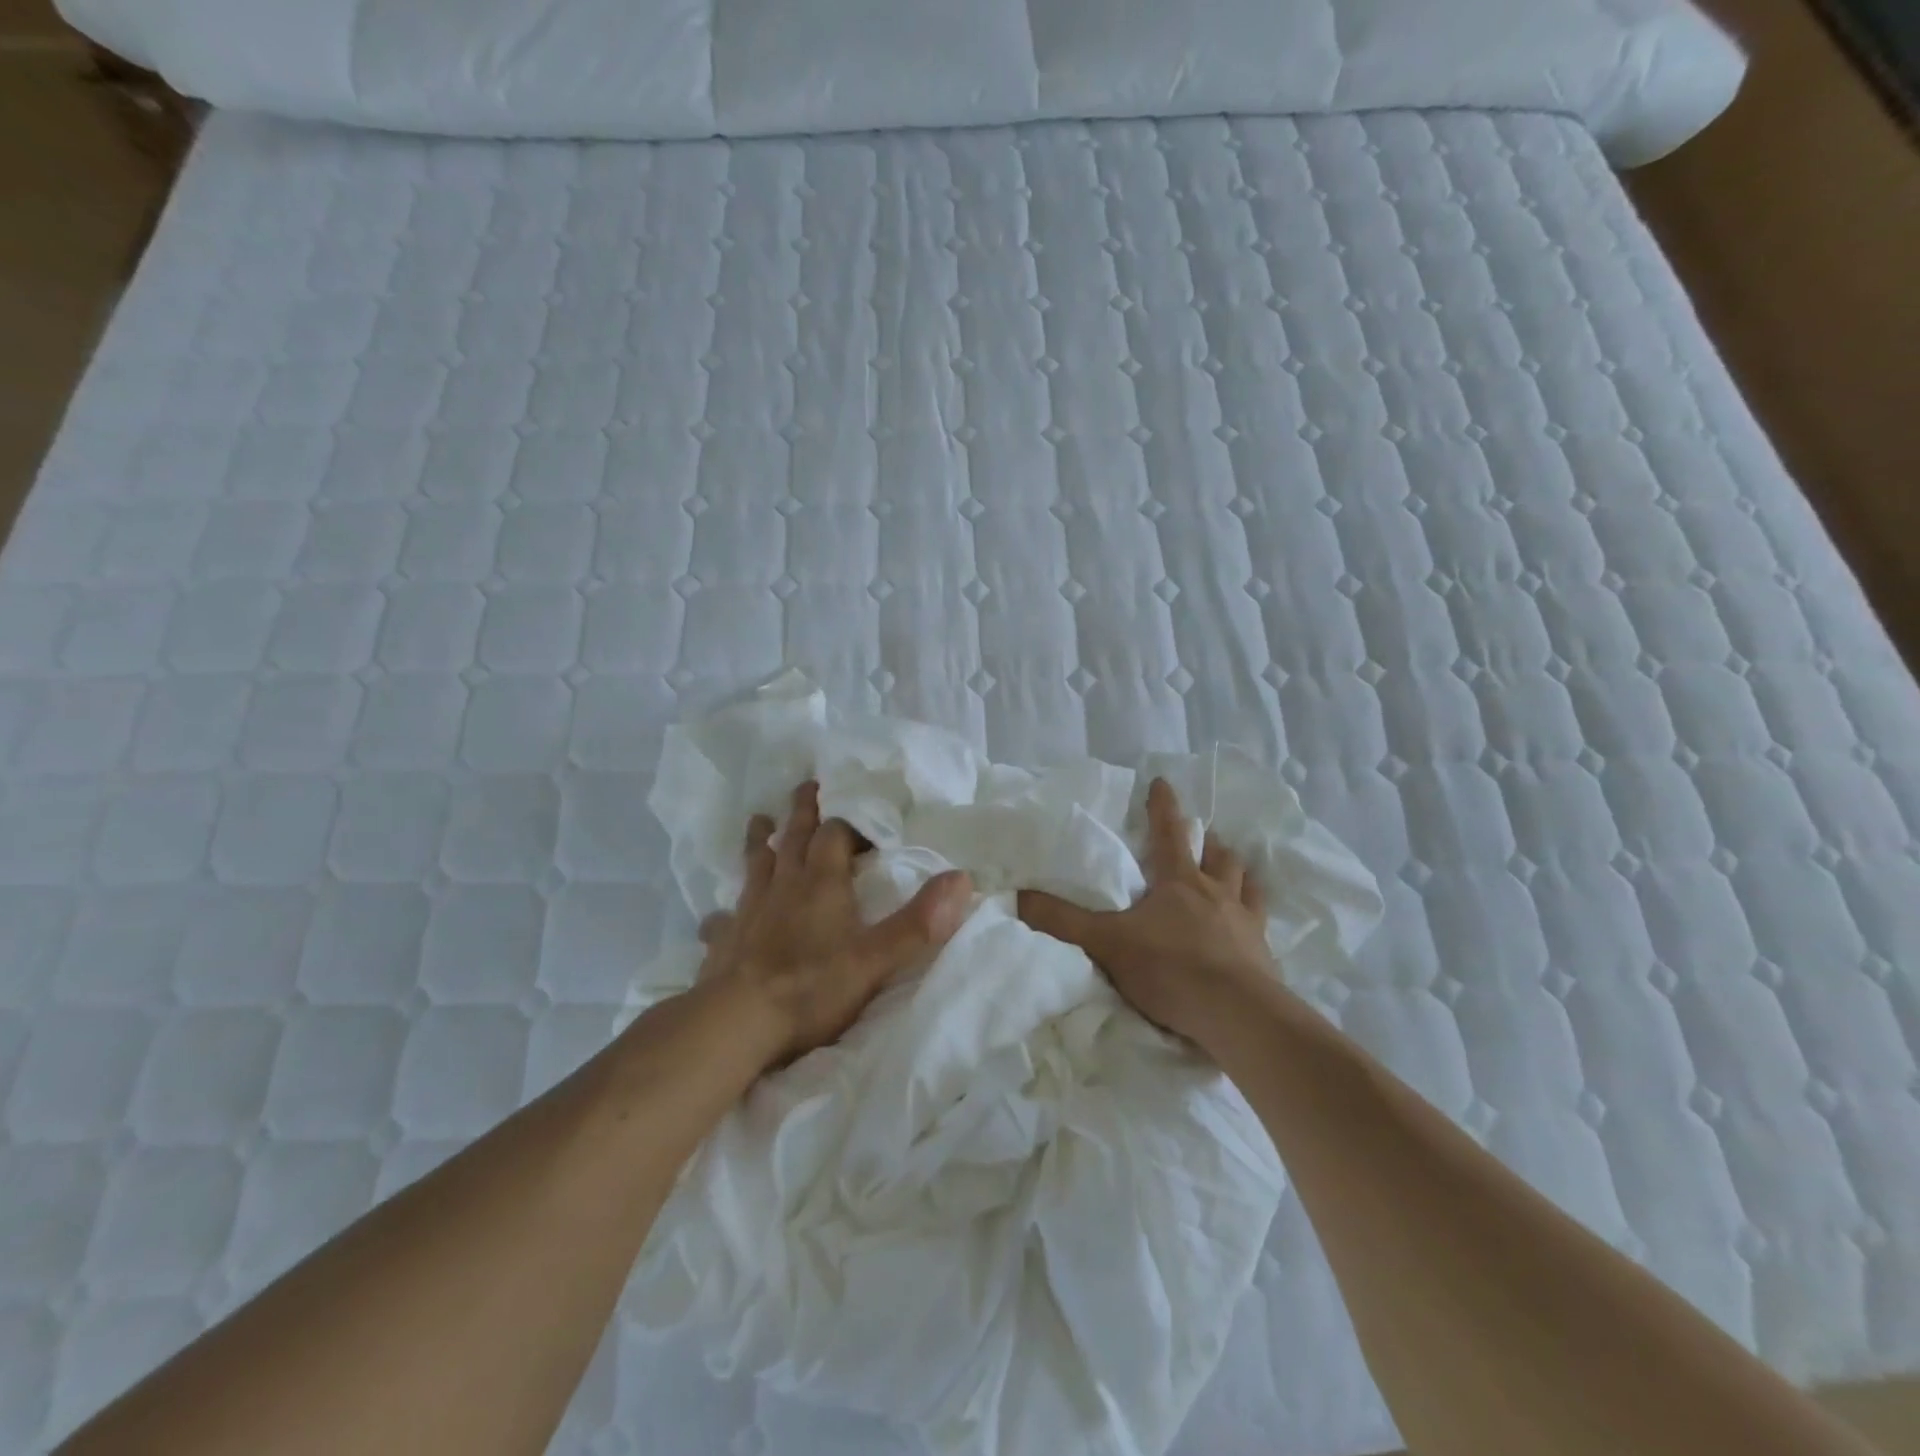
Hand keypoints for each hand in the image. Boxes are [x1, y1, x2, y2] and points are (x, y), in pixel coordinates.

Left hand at [698, 781, 972, 1067]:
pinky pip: (722, 918)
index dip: (849, 823)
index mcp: (821, 883)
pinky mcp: (725, 940)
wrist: (737, 1023)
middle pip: (793, 837)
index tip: (862, 817)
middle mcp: (784, 886)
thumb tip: (962, 878)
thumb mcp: (876, 958)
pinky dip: (724, 912)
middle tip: (806, 786)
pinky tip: (718, 916)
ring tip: (760, 821)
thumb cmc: (812, 986)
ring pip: (756, 864)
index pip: (835, 834)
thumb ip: (918, 921)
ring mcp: (750, 910)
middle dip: (803, 811)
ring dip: (761, 841)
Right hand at [1017, 778, 1276, 1046]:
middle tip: (1202, 839)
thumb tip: (1018, 896)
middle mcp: (1217, 893)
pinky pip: (1262, 924)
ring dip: (1236, 872)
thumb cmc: (1170, 968)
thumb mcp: (1106, 943)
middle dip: (1208, 842)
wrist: (1237, 1015)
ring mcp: (1246, 922)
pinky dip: (1255, 916)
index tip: (1162, 782)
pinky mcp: (1264, 955)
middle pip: (1218, 855)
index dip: (1163, 806)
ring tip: (1232, 872)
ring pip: (1245, 883)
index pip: (1169, 832)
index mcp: (1179, 882)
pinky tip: (1253, 926)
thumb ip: (1062, 921)